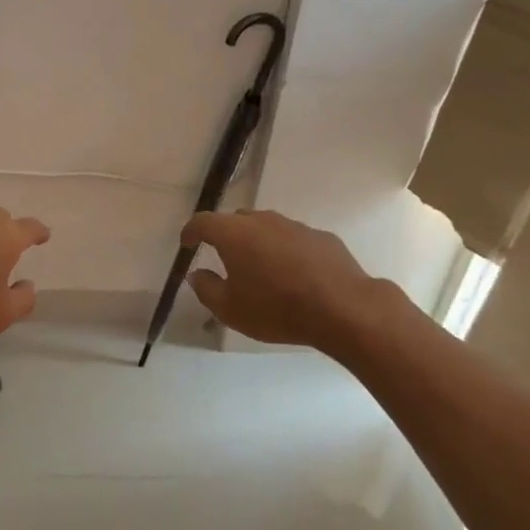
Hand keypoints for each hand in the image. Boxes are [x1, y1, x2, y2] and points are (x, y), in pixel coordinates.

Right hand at [183, 209, 406, 357]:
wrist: (343, 308)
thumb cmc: (277, 309)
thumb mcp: (231, 309)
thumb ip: (207, 289)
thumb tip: (196, 274)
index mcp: (234, 233)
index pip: (203, 222)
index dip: (191, 231)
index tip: (186, 242)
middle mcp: (262, 220)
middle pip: (236, 220)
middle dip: (226, 235)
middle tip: (224, 258)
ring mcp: (294, 225)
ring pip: (267, 227)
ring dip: (258, 243)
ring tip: (261, 269)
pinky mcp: (321, 236)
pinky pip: (294, 239)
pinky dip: (286, 251)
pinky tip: (295, 274)